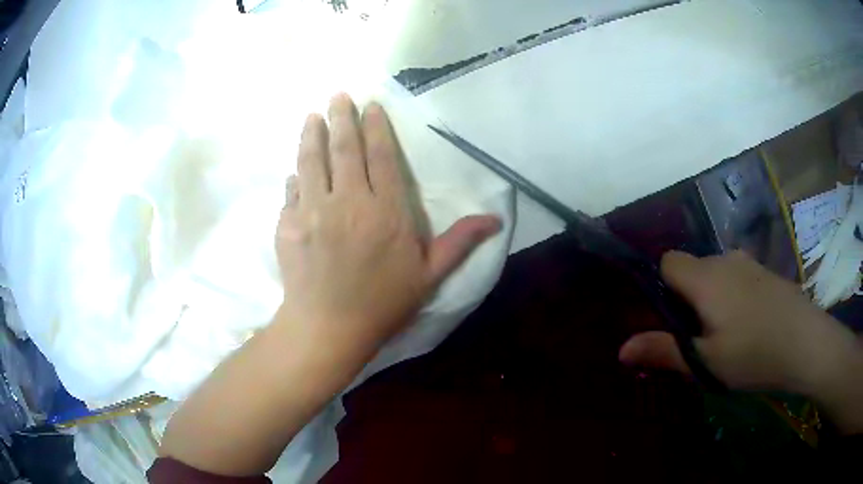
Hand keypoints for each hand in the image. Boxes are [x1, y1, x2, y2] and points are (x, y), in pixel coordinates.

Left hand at [159, 94, 500, 475]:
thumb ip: (459, 242)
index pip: (380, 157)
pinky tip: (296, 168)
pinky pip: (291, 191)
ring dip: (312, 135)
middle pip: (344, 149)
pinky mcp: (288, 225)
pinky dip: (295, 176)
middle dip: (341, 118)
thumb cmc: (382, 303)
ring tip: (312, 116)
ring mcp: (312, 211)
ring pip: (312, 161)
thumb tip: (496, 219)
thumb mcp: (429, 275)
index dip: (376, 128)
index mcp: (386, 211)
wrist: (329, 328)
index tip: (370, 106)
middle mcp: (348, 202)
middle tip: (337, 96)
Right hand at [619, 251, 859, 394]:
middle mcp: (726, 260)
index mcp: (706, 278)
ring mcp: (749, 264)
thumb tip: (621, 349)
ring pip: (716, 275)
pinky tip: (749, 327)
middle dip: (687, 299)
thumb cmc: (753, 354)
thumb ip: (663, 351)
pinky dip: (733, 297)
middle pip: (692, 269)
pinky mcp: (766, 273)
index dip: (661, 287)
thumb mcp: (705, 363)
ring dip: (712, 300)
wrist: (807, 343)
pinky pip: (737, 278)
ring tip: (725, 337)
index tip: (671, 321)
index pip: (668, 262)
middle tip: (699, 339)